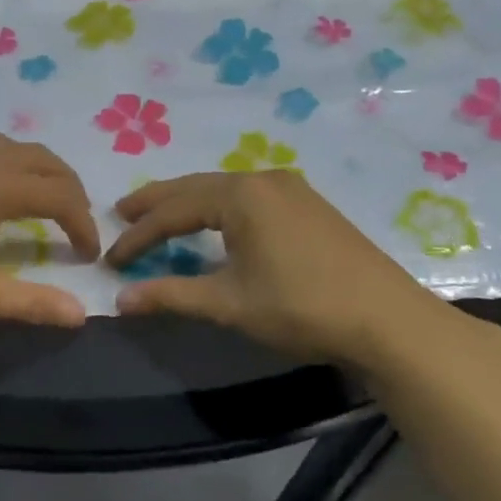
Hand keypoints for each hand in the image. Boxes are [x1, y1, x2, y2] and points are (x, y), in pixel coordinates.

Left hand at [0, 133, 100, 326]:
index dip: (82, 223)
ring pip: (13, 146)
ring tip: (44, 201)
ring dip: (39, 169)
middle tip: (77, 223)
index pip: (60, 195)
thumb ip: (27, 303)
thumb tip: (80, 314)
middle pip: (43, 159)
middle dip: (69, 188)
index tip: (89, 255)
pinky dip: (8, 162)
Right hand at [105, 171, 476, 367]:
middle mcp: (263, 179)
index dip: (138, 236)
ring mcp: (291, 189)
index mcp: (240, 195)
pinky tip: (215, 222)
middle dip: (156, 203)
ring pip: (223, 190)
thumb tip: (120, 301)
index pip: (173, 211)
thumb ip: (172, 296)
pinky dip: (219, 207)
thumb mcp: (229, 304)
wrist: (388, 321)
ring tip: (160, 216)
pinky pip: (248, 197)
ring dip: (188, 203)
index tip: (111, 259)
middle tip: (121, 212)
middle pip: (195, 187)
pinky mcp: (309, 206)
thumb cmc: (302, 307)